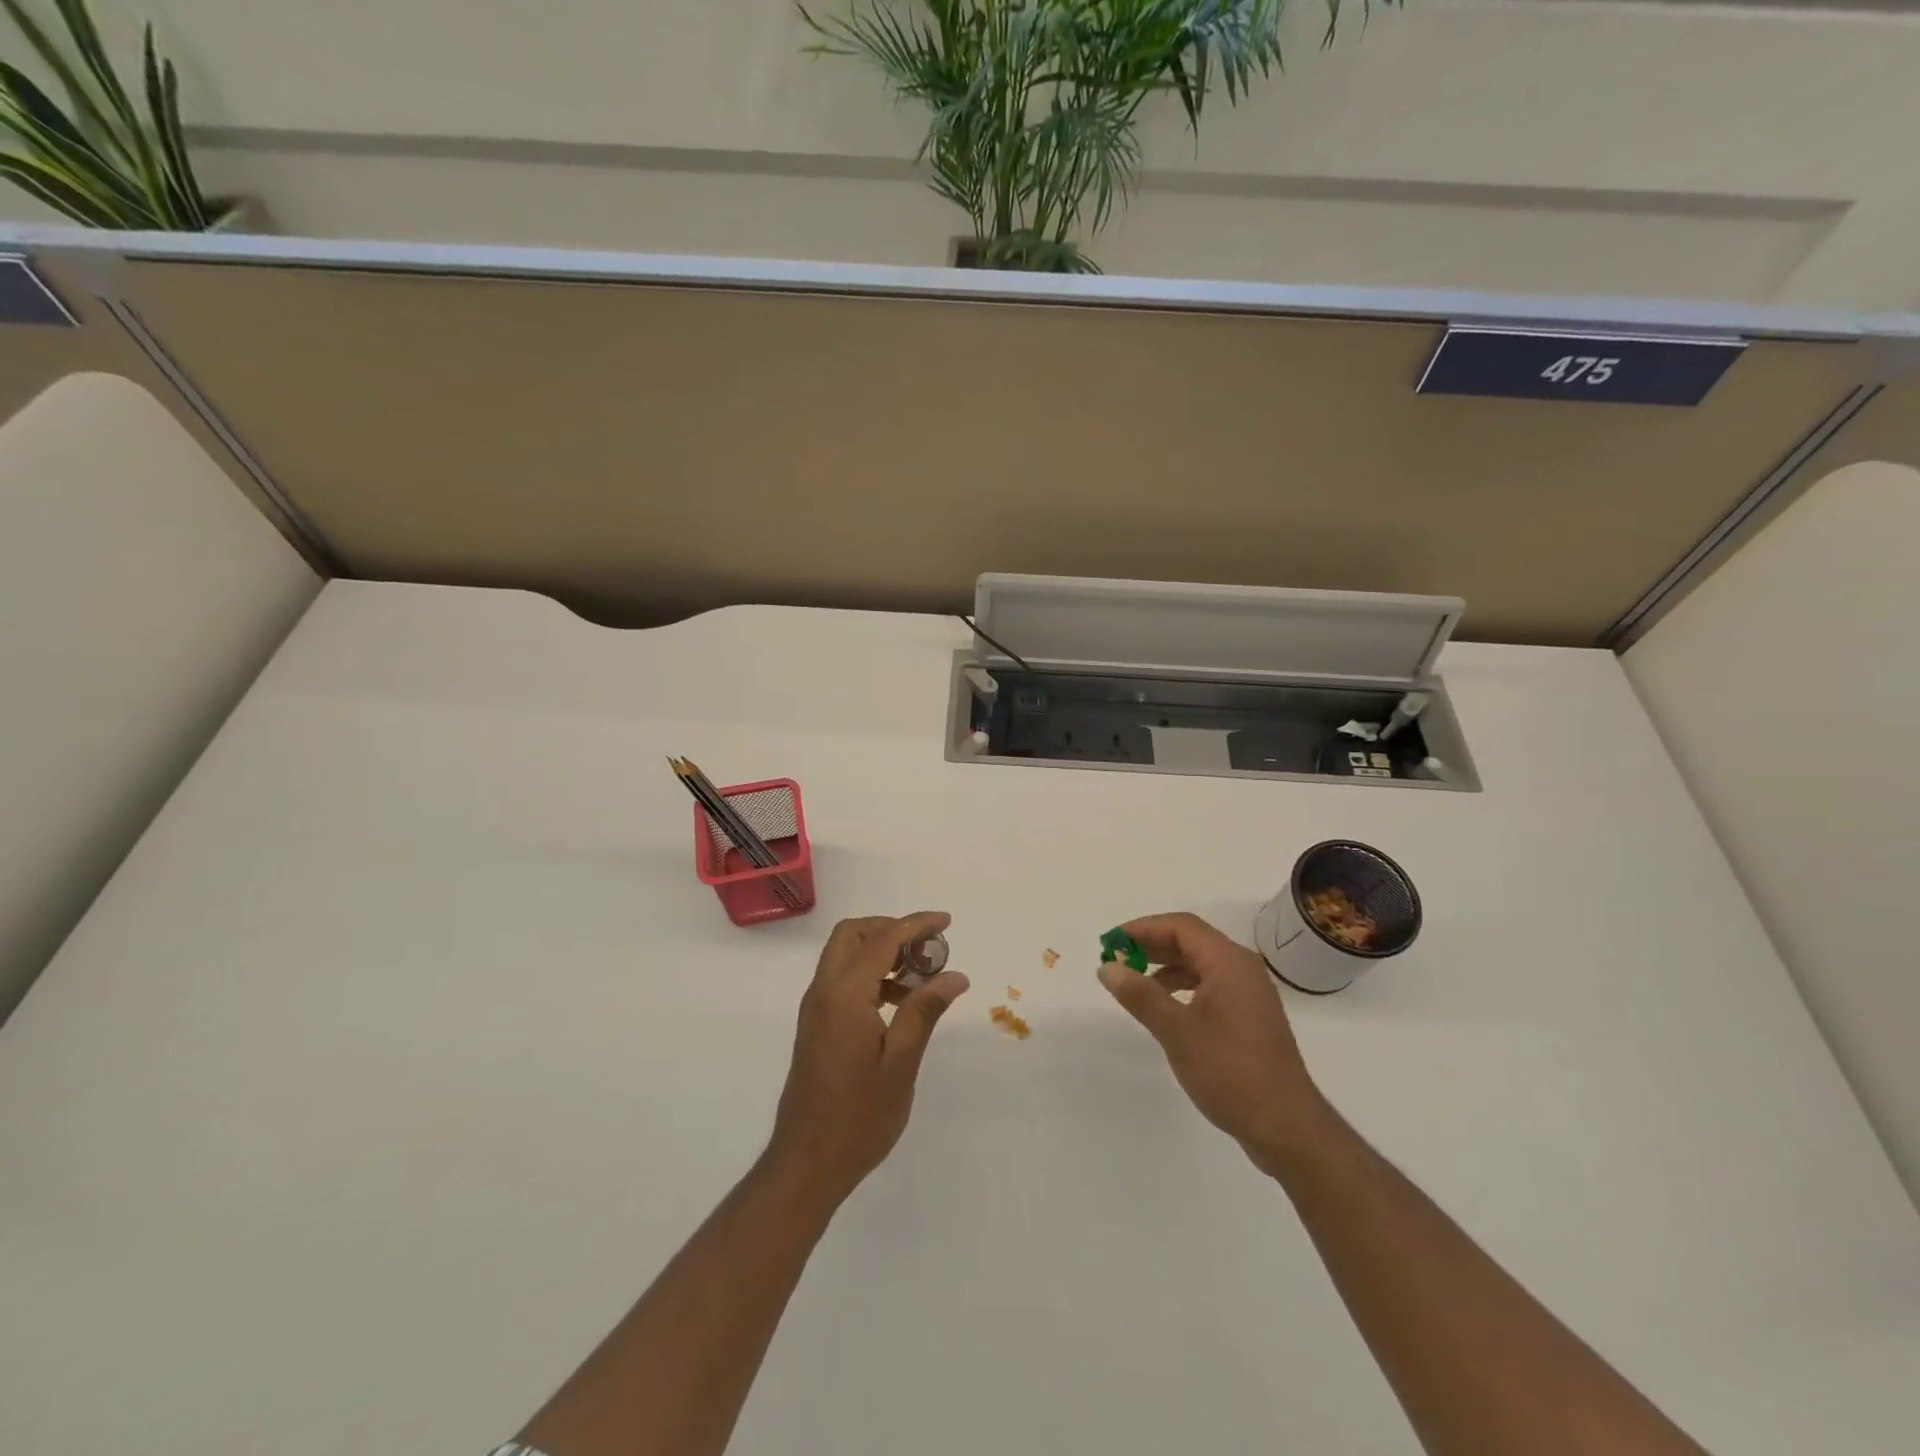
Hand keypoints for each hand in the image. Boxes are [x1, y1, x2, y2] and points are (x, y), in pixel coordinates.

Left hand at [764, 911, 969, 1207]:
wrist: (807, 1164)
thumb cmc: (858, 1118)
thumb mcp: (901, 1064)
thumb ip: (924, 1011)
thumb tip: (954, 975)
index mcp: (844, 996)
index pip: (882, 940)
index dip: (915, 925)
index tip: (946, 922)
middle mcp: (823, 992)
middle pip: (853, 935)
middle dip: (891, 929)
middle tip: (927, 949)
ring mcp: (815, 1008)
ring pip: (845, 955)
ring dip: (881, 951)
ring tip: (921, 978)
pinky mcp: (816, 1025)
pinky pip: (842, 979)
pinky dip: (870, 974)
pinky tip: (900, 1002)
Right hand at [1098, 913, 1331, 1174]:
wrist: (1286, 1126)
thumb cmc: (1230, 1072)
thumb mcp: (1177, 1032)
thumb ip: (1140, 995)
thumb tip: (1107, 967)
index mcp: (1229, 963)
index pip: (1181, 927)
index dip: (1143, 928)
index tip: (1112, 942)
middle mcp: (1242, 969)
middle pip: (1191, 940)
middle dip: (1152, 944)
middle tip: (1116, 958)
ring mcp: (1249, 993)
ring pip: (1200, 962)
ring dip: (1166, 965)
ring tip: (1133, 980)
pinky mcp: (1249, 1016)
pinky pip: (1210, 983)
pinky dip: (1182, 984)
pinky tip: (1164, 1005)